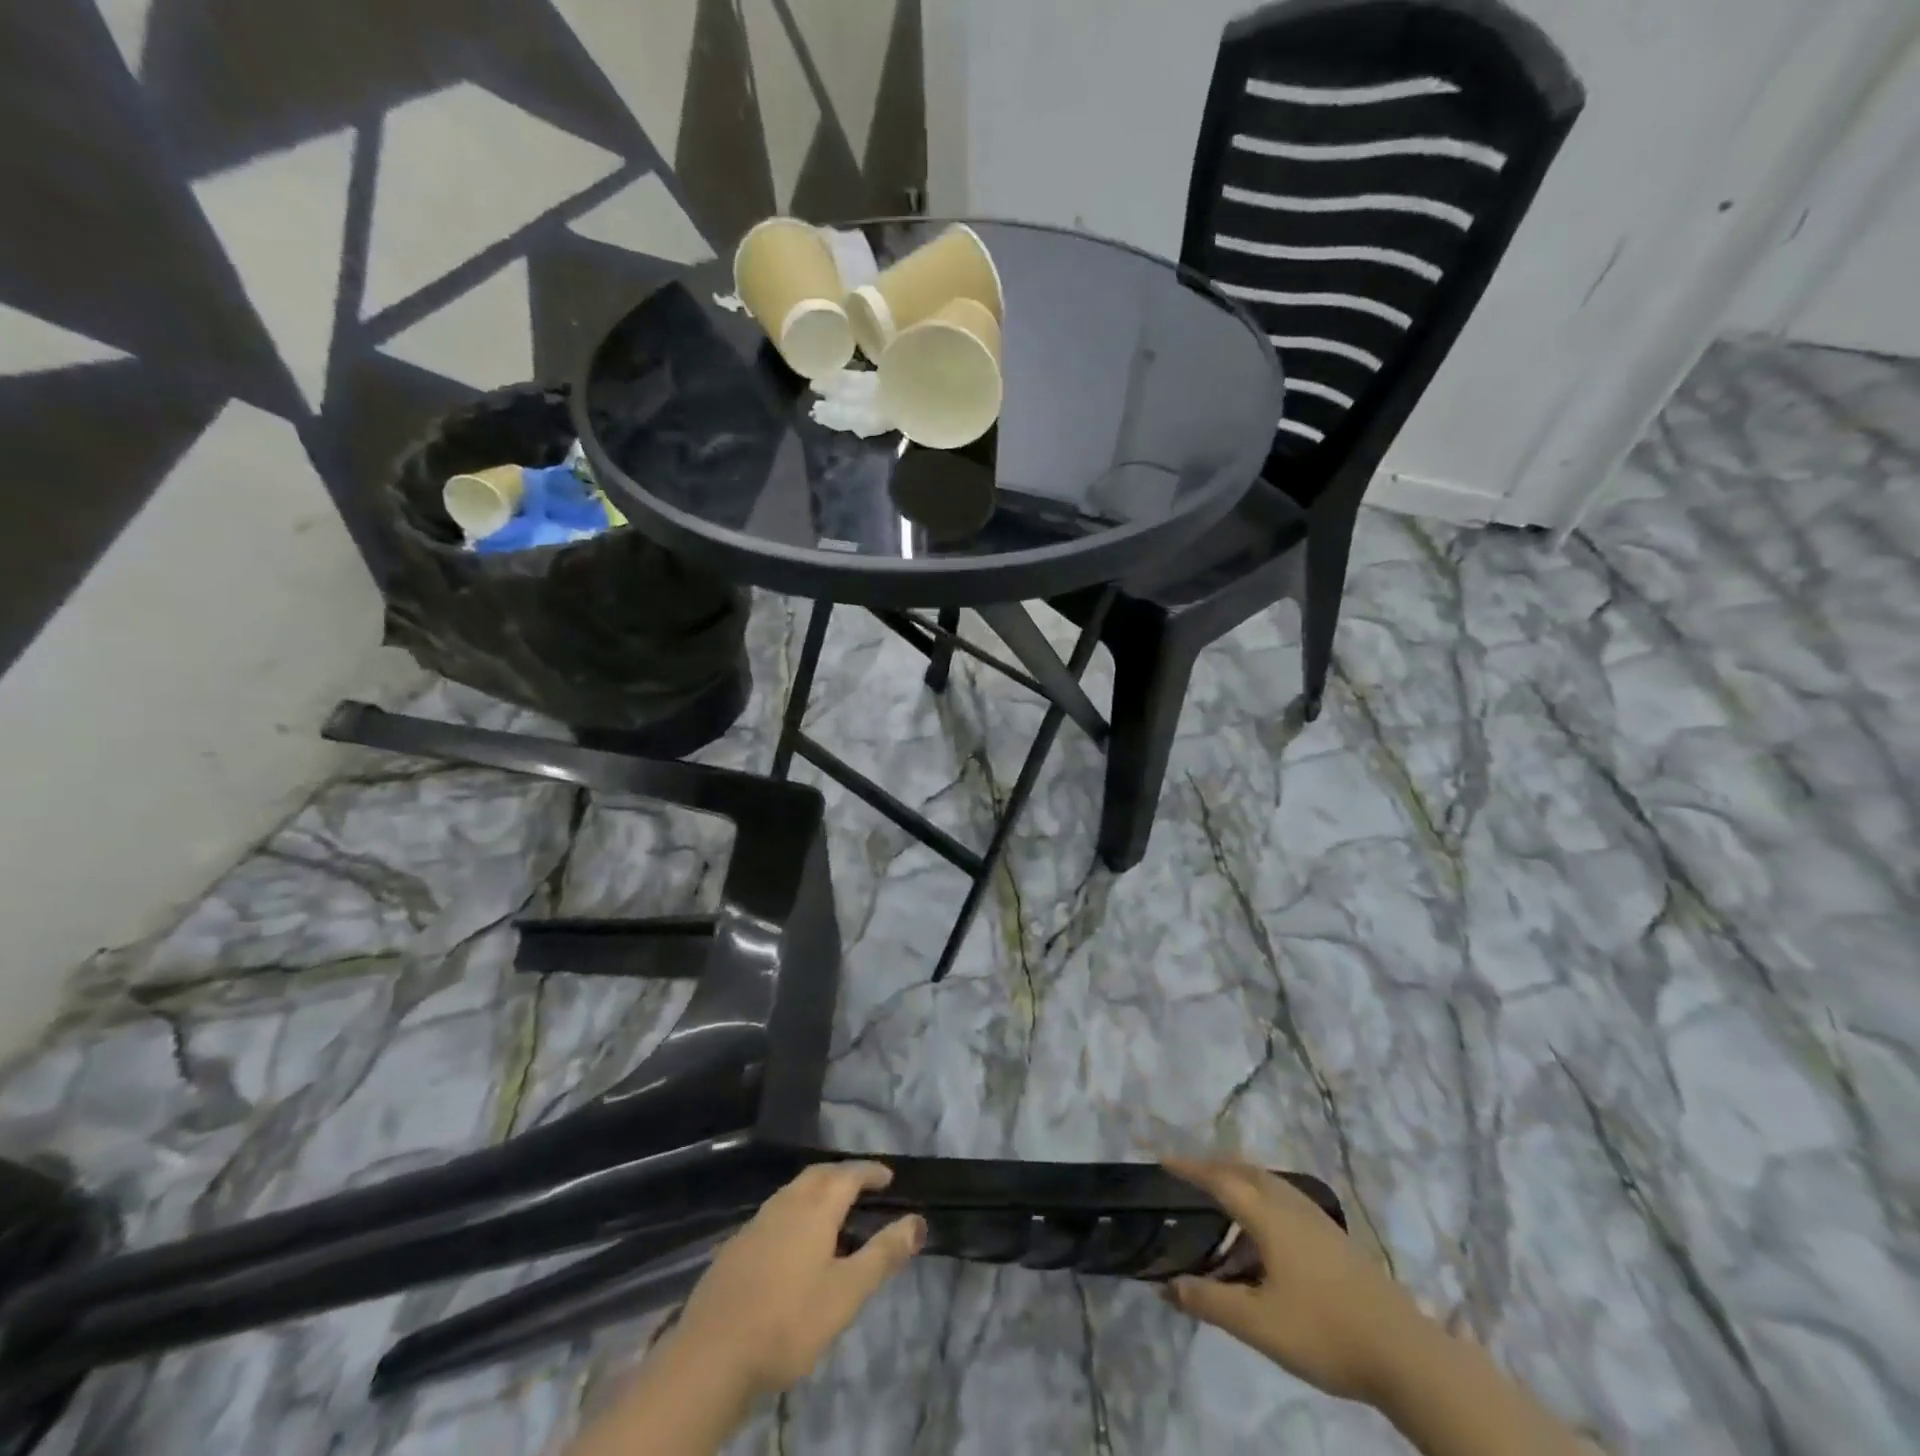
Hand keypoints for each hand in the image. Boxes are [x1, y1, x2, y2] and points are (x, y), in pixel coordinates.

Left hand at [672, 1162, 925, 1399]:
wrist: (711, 1356)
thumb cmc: (789, 1321)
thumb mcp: (846, 1293)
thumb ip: (883, 1255)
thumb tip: (917, 1221)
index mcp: (815, 1207)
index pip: (849, 1174)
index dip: (871, 1172)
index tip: (888, 1176)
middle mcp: (785, 1203)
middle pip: (818, 1175)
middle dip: (842, 1174)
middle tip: (862, 1186)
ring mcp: (756, 1223)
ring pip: (793, 1192)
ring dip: (816, 1191)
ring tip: (832, 1211)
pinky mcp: (736, 1247)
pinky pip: (774, 1214)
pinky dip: (794, 1213)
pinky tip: (793, 1242)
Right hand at [1161, 1156, 1426, 1405]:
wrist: (1405, 1353)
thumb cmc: (1324, 1331)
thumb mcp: (1258, 1324)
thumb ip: (1209, 1302)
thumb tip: (1165, 1286)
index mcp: (1268, 1216)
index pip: (1219, 1180)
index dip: (1189, 1169)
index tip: (1163, 1160)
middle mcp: (1290, 1205)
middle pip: (1245, 1170)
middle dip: (1214, 1167)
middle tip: (1188, 1174)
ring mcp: (1317, 1219)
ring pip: (1268, 1183)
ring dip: (1239, 1180)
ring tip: (1221, 1198)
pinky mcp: (1334, 1237)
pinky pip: (1284, 1199)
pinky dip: (1261, 1197)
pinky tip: (1264, 1231)